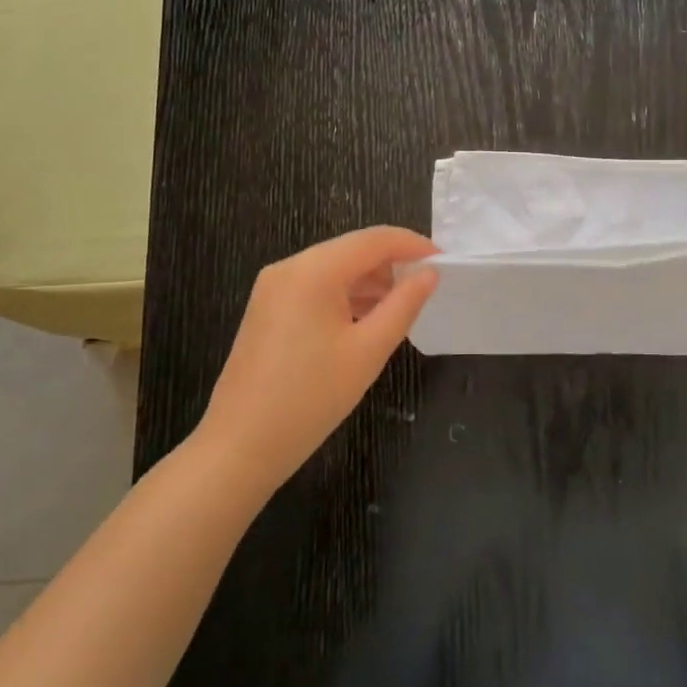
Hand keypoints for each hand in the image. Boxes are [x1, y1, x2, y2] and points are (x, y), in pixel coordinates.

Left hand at [192, 227, 438, 494]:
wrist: (240, 446)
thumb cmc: (311, 397)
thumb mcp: (368, 350)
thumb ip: (404, 304)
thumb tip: (430, 273)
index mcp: (314, 270)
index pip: (375, 239)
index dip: (414, 245)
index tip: (445, 262)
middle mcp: (290, 267)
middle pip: (353, 249)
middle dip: (392, 263)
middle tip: (427, 288)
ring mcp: (273, 287)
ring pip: (335, 268)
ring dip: (370, 281)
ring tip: (402, 307)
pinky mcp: (267, 308)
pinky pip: (316, 287)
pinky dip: (346, 295)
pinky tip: (366, 320)